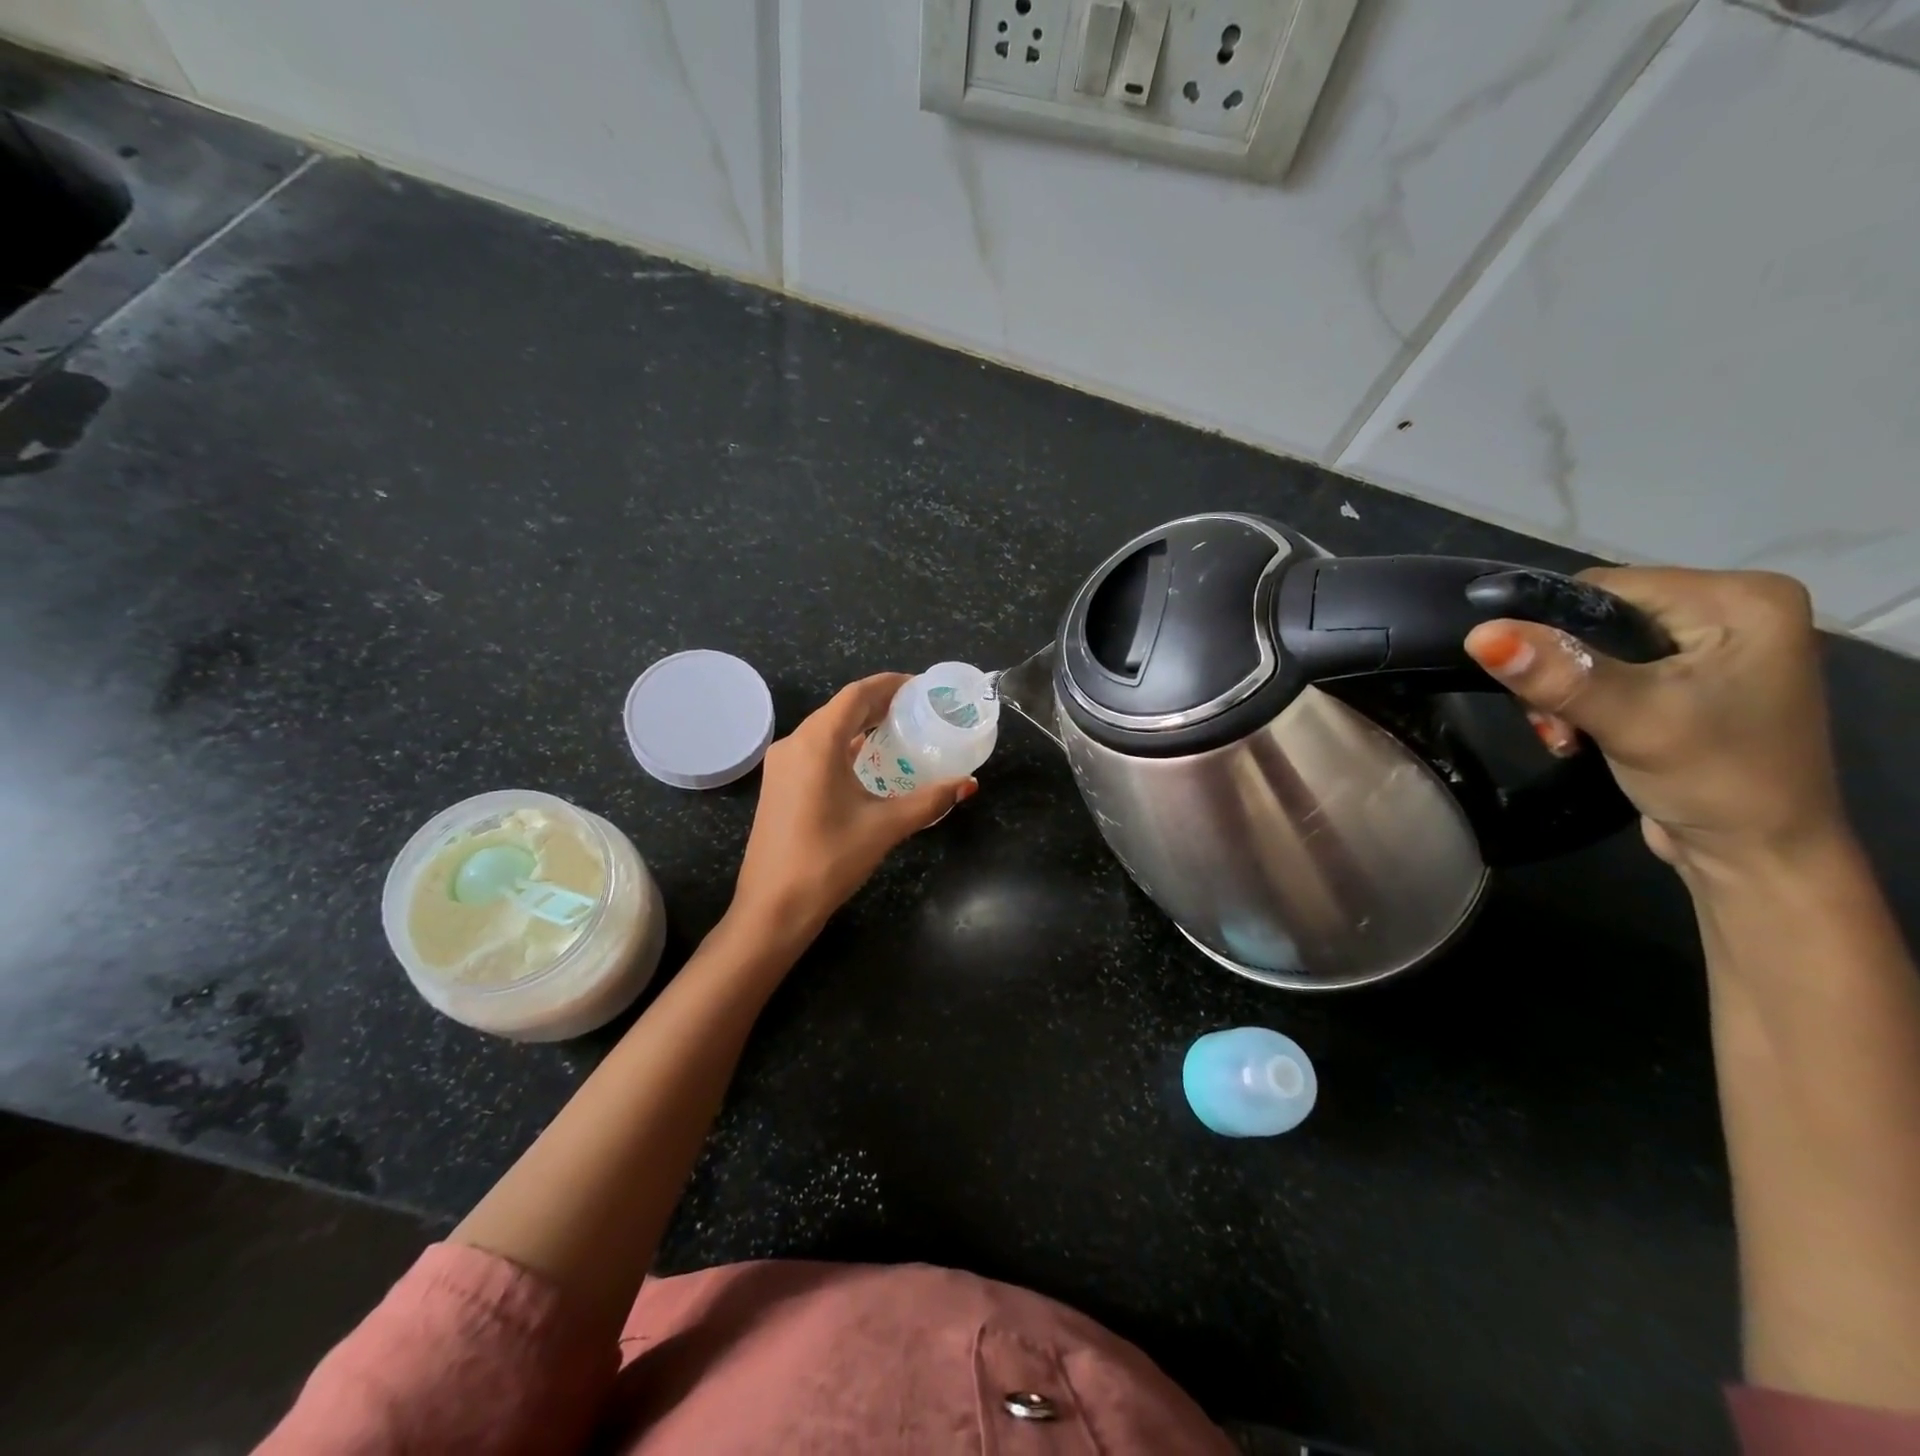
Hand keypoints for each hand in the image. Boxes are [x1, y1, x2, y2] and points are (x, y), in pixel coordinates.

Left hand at [732, 673, 977, 938]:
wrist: (773, 907)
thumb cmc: (829, 860)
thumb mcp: (885, 827)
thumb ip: (930, 801)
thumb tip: (968, 784)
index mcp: (817, 743)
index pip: (856, 695)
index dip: (890, 684)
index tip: (921, 686)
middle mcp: (794, 744)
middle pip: (841, 709)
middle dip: (879, 703)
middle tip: (918, 708)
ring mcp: (782, 765)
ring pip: (826, 730)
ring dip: (861, 725)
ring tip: (899, 729)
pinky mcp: (779, 785)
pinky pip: (816, 750)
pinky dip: (845, 746)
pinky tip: (868, 761)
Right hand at [1463, 567, 1846, 876]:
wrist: (1757, 857)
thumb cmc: (1714, 780)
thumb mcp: (1632, 721)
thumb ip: (1559, 674)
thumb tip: (1479, 634)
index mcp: (1740, 599)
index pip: (1603, 588)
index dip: (1550, 630)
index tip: (1531, 685)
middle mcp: (1731, 610)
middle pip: (1595, 618)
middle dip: (1557, 670)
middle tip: (1552, 722)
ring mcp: (1711, 647)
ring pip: (1592, 648)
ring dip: (1562, 692)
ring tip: (1565, 735)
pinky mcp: (1688, 680)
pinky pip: (1608, 671)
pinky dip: (1580, 702)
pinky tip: (1580, 734)